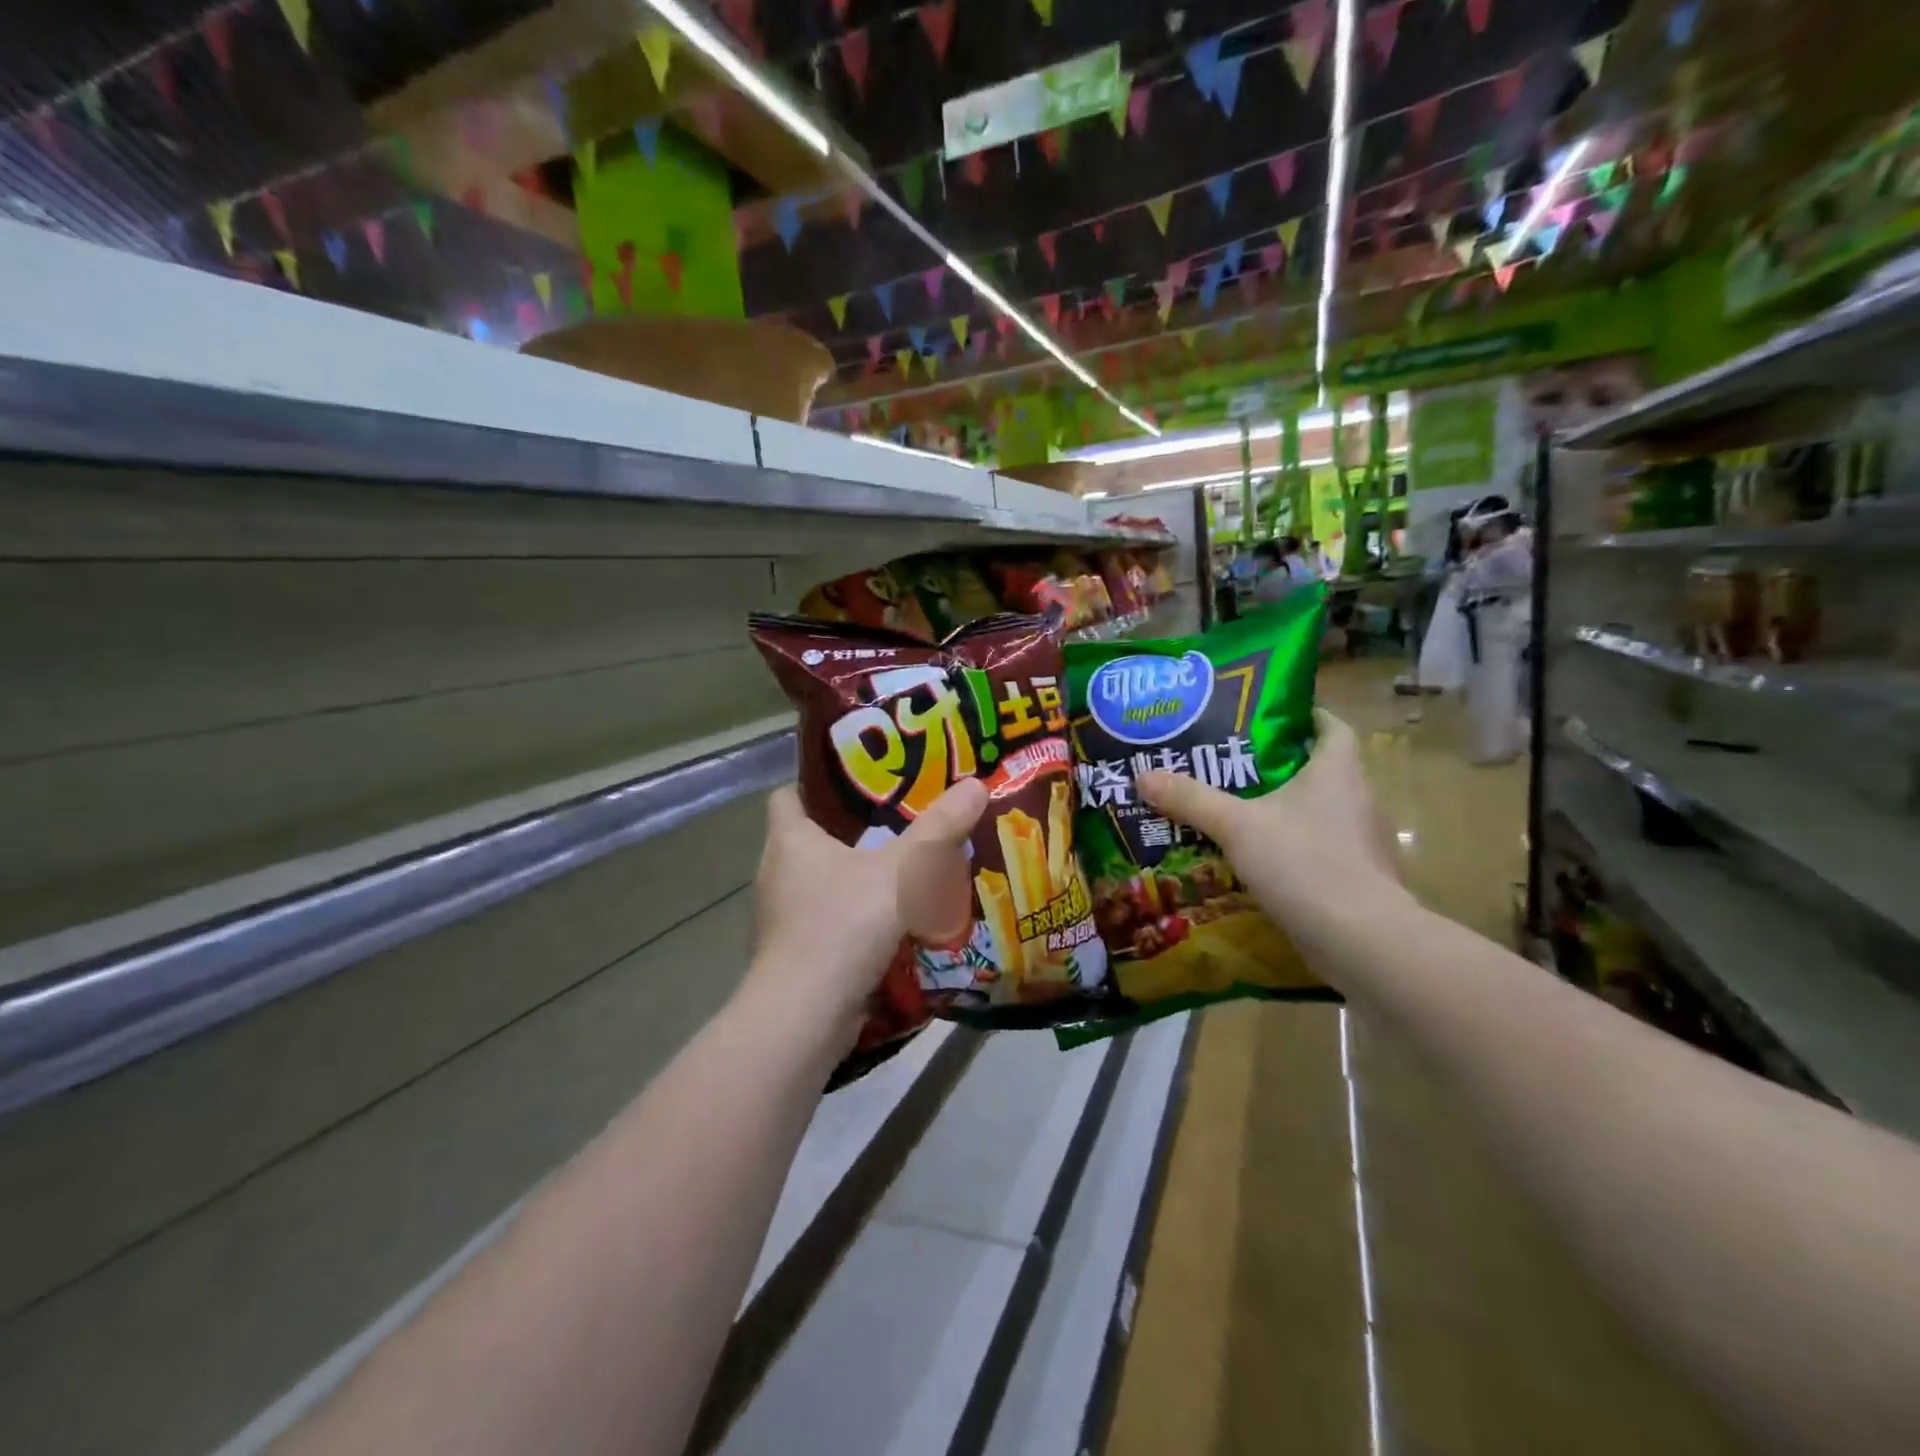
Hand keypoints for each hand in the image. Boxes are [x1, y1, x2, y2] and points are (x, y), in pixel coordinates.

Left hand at [747, 779, 988, 1034]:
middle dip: (849, 831)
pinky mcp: (794, 955)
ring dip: (854, 877)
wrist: (805, 1017)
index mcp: (788, 841)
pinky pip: (826, 921)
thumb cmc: (843, 926)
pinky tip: (889, 921)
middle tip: (898, 821)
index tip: (858, 783)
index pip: (787, 795)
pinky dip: (853, 917)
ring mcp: (781, 918)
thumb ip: (938, 830)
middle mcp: (776, 874)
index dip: (816, 784)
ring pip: (819, 882)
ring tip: (900, 869)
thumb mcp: (901, 872)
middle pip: (808, 839)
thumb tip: (976, 784)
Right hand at [1136, 710, 1406, 937]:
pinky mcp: (1358, 879)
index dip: (1305, 716)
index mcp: (1338, 771)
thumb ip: (1190, 799)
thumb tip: (1142, 775)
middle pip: (1321, 769)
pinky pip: (1321, 850)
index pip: (1331, 726)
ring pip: (1320, 812)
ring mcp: (1363, 842)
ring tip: (1238, 812)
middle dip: (1280, 766)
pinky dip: (1293, 849)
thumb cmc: (1304, 863)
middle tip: (1232, 766)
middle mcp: (1358, 799)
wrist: (1362, 941)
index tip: (1268, 718)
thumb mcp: (1236, 825)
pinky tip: (1259, 861)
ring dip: (1286, 810)